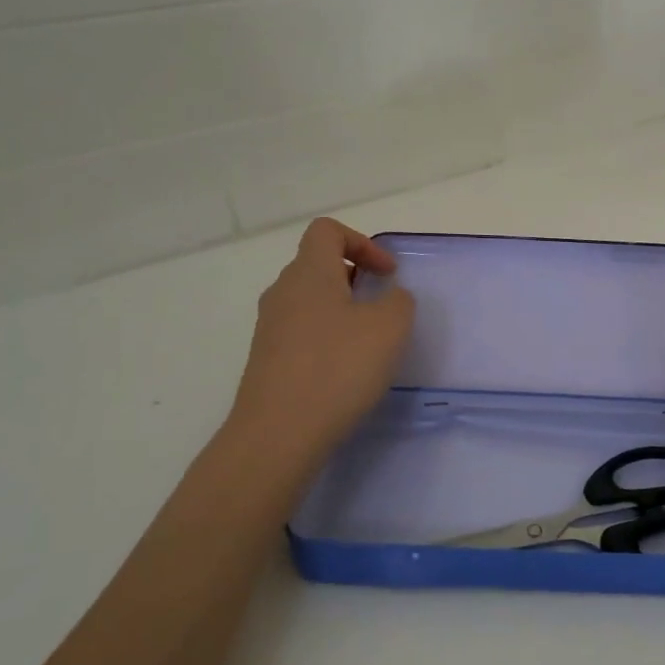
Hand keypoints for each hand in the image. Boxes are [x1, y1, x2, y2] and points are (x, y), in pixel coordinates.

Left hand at [229, 218, 415, 450]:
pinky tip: (344, 370)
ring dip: (341, 311)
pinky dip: (326, 338)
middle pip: (317, 265)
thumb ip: (398, 301)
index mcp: (309, 273)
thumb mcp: (390, 327)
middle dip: (355, 278)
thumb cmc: (338, 367)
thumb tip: (390, 298)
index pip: (327, 231)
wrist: (278, 433)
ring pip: (310, 301)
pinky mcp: (266, 360)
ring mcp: (269, 327)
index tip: (388, 274)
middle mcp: (283, 292)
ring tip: (367, 343)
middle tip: (382, 307)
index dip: (362, 243)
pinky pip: (301, 333)